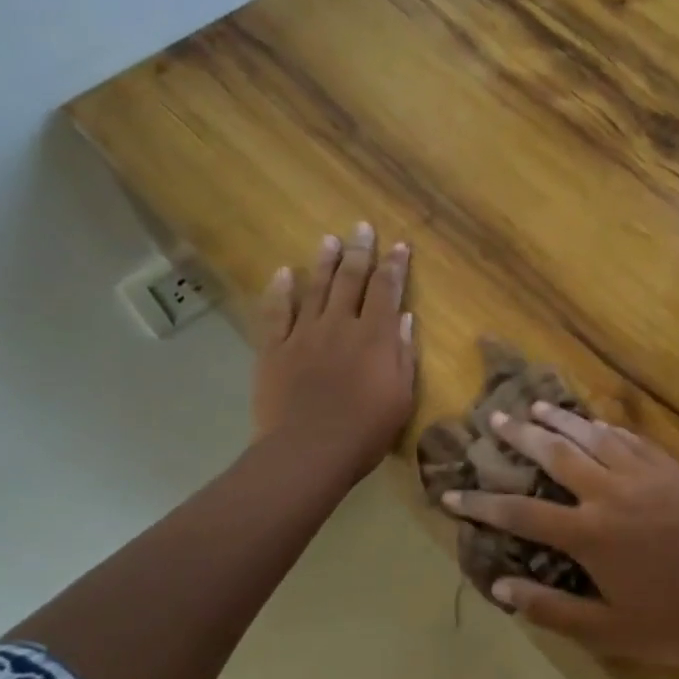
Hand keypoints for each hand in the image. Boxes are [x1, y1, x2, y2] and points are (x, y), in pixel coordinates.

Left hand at [253, 223, 416, 483]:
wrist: (307, 451)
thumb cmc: (364, 431)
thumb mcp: (401, 397)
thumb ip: (402, 354)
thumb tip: (403, 318)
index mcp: (374, 337)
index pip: (386, 290)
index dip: (394, 266)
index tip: (399, 245)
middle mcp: (339, 325)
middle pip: (351, 280)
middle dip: (360, 252)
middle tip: (362, 227)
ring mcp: (303, 335)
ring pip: (316, 289)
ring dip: (324, 262)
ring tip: (330, 240)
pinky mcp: (274, 349)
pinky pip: (276, 312)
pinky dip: (281, 291)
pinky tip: (284, 273)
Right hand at [443, 404, 678, 668]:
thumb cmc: (667, 624)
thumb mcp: (603, 630)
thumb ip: (549, 608)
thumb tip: (499, 587)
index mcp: (588, 536)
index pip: (520, 513)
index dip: (480, 502)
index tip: (450, 492)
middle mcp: (610, 495)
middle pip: (554, 454)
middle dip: (519, 437)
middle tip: (494, 420)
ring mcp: (644, 477)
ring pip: (593, 436)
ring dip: (561, 419)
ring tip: (535, 407)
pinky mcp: (673, 471)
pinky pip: (633, 440)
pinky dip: (607, 428)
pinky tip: (594, 422)